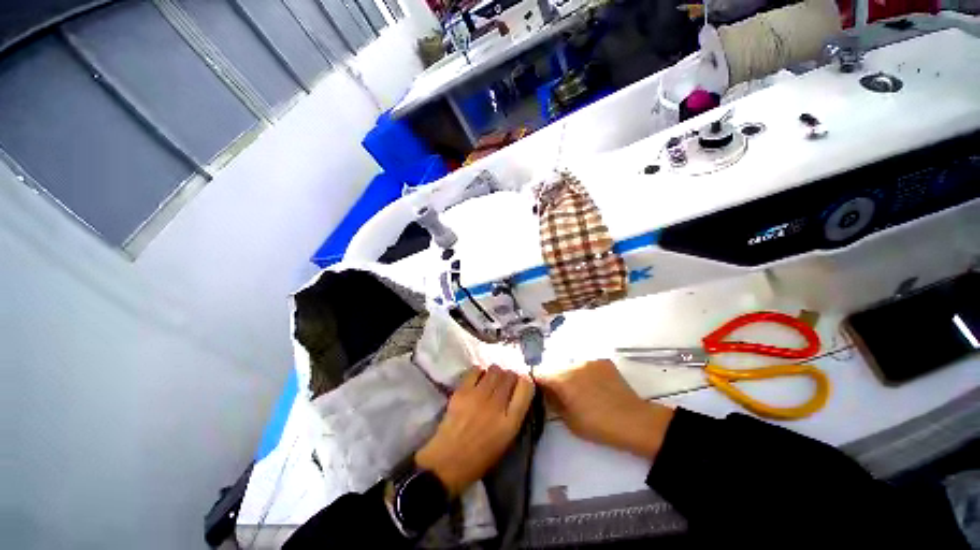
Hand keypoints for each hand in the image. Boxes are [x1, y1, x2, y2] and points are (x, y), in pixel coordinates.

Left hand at [415, 365, 534, 495]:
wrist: (447, 462)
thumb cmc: (480, 458)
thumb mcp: (506, 441)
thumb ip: (514, 414)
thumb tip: (516, 392)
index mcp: (511, 422)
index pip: (526, 387)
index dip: (525, 382)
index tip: (520, 385)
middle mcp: (497, 405)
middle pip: (510, 375)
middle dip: (510, 377)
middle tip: (504, 384)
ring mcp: (478, 396)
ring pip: (495, 370)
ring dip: (496, 373)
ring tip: (491, 381)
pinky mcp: (462, 391)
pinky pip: (476, 370)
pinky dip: (479, 372)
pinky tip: (477, 381)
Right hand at [537, 360, 673, 459]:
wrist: (634, 421)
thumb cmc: (598, 426)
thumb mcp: (569, 420)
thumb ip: (553, 401)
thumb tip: (545, 391)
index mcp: (562, 379)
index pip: (539, 372)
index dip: (535, 380)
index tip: (538, 389)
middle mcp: (572, 364)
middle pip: (554, 366)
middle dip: (553, 377)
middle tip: (559, 392)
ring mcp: (588, 360)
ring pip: (569, 364)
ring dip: (568, 374)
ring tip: (579, 389)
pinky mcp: (601, 360)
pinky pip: (585, 364)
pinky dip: (583, 372)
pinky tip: (593, 385)